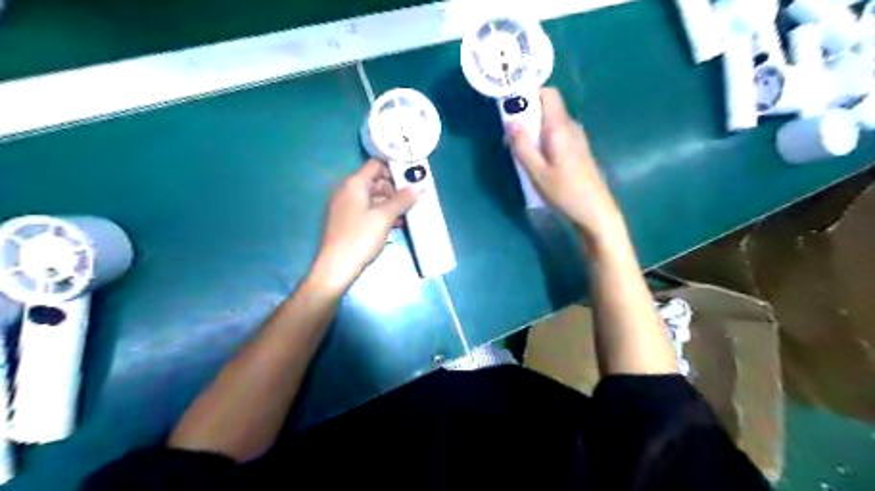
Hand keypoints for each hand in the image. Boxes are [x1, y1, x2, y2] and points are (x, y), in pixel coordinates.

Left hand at [309, 159, 421, 292]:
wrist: (336, 267)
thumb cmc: (360, 237)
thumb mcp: (385, 217)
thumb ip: (402, 200)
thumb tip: (419, 186)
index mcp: (354, 184)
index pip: (376, 165)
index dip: (394, 170)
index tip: (412, 180)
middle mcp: (347, 191)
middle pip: (375, 182)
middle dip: (395, 190)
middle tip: (413, 200)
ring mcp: (345, 207)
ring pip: (372, 198)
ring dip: (390, 204)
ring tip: (407, 215)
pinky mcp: (346, 221)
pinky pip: (367, 210)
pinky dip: (381, 214)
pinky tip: (395, 225)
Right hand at [510, 86, 625, 240]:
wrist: (594, 211)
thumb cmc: (564, 192)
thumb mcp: (537, 172)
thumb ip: (522, 146)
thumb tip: (510, 120)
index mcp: (560, 128)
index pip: (548, 94)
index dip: (530, 94)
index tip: (511, 106)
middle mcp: (570, 127)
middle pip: (548, 107)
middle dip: (527, 114)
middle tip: (510, 133)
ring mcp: (576, 138)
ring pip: (551, 122)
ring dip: (534, 128)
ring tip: (519, 148)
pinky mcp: (577, 150)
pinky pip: (557, 134)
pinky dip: (543, 138)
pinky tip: (536, 158)